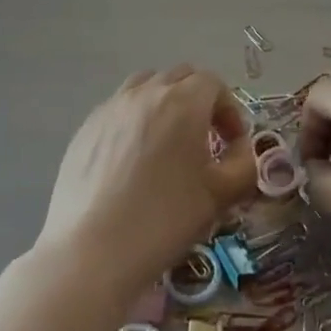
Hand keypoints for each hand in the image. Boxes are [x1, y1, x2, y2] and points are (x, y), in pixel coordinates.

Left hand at [37, 65, 255, 292]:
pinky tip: (131, 159)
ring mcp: (112, 107)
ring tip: (166, 142)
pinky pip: (119, 108)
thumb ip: (244, 165)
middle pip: (181, 77)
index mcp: (184, 101)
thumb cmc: (164, 220)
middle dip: (199, 100)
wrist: (92, 253)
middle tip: (203, 140)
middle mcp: (147, 92)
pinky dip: (134, 119)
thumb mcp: (220, 196)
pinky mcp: (86, 127)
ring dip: (164, 103)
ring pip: (146, 85)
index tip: (231, 144)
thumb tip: (241, 150)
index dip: (229, 110)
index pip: (214, 83)